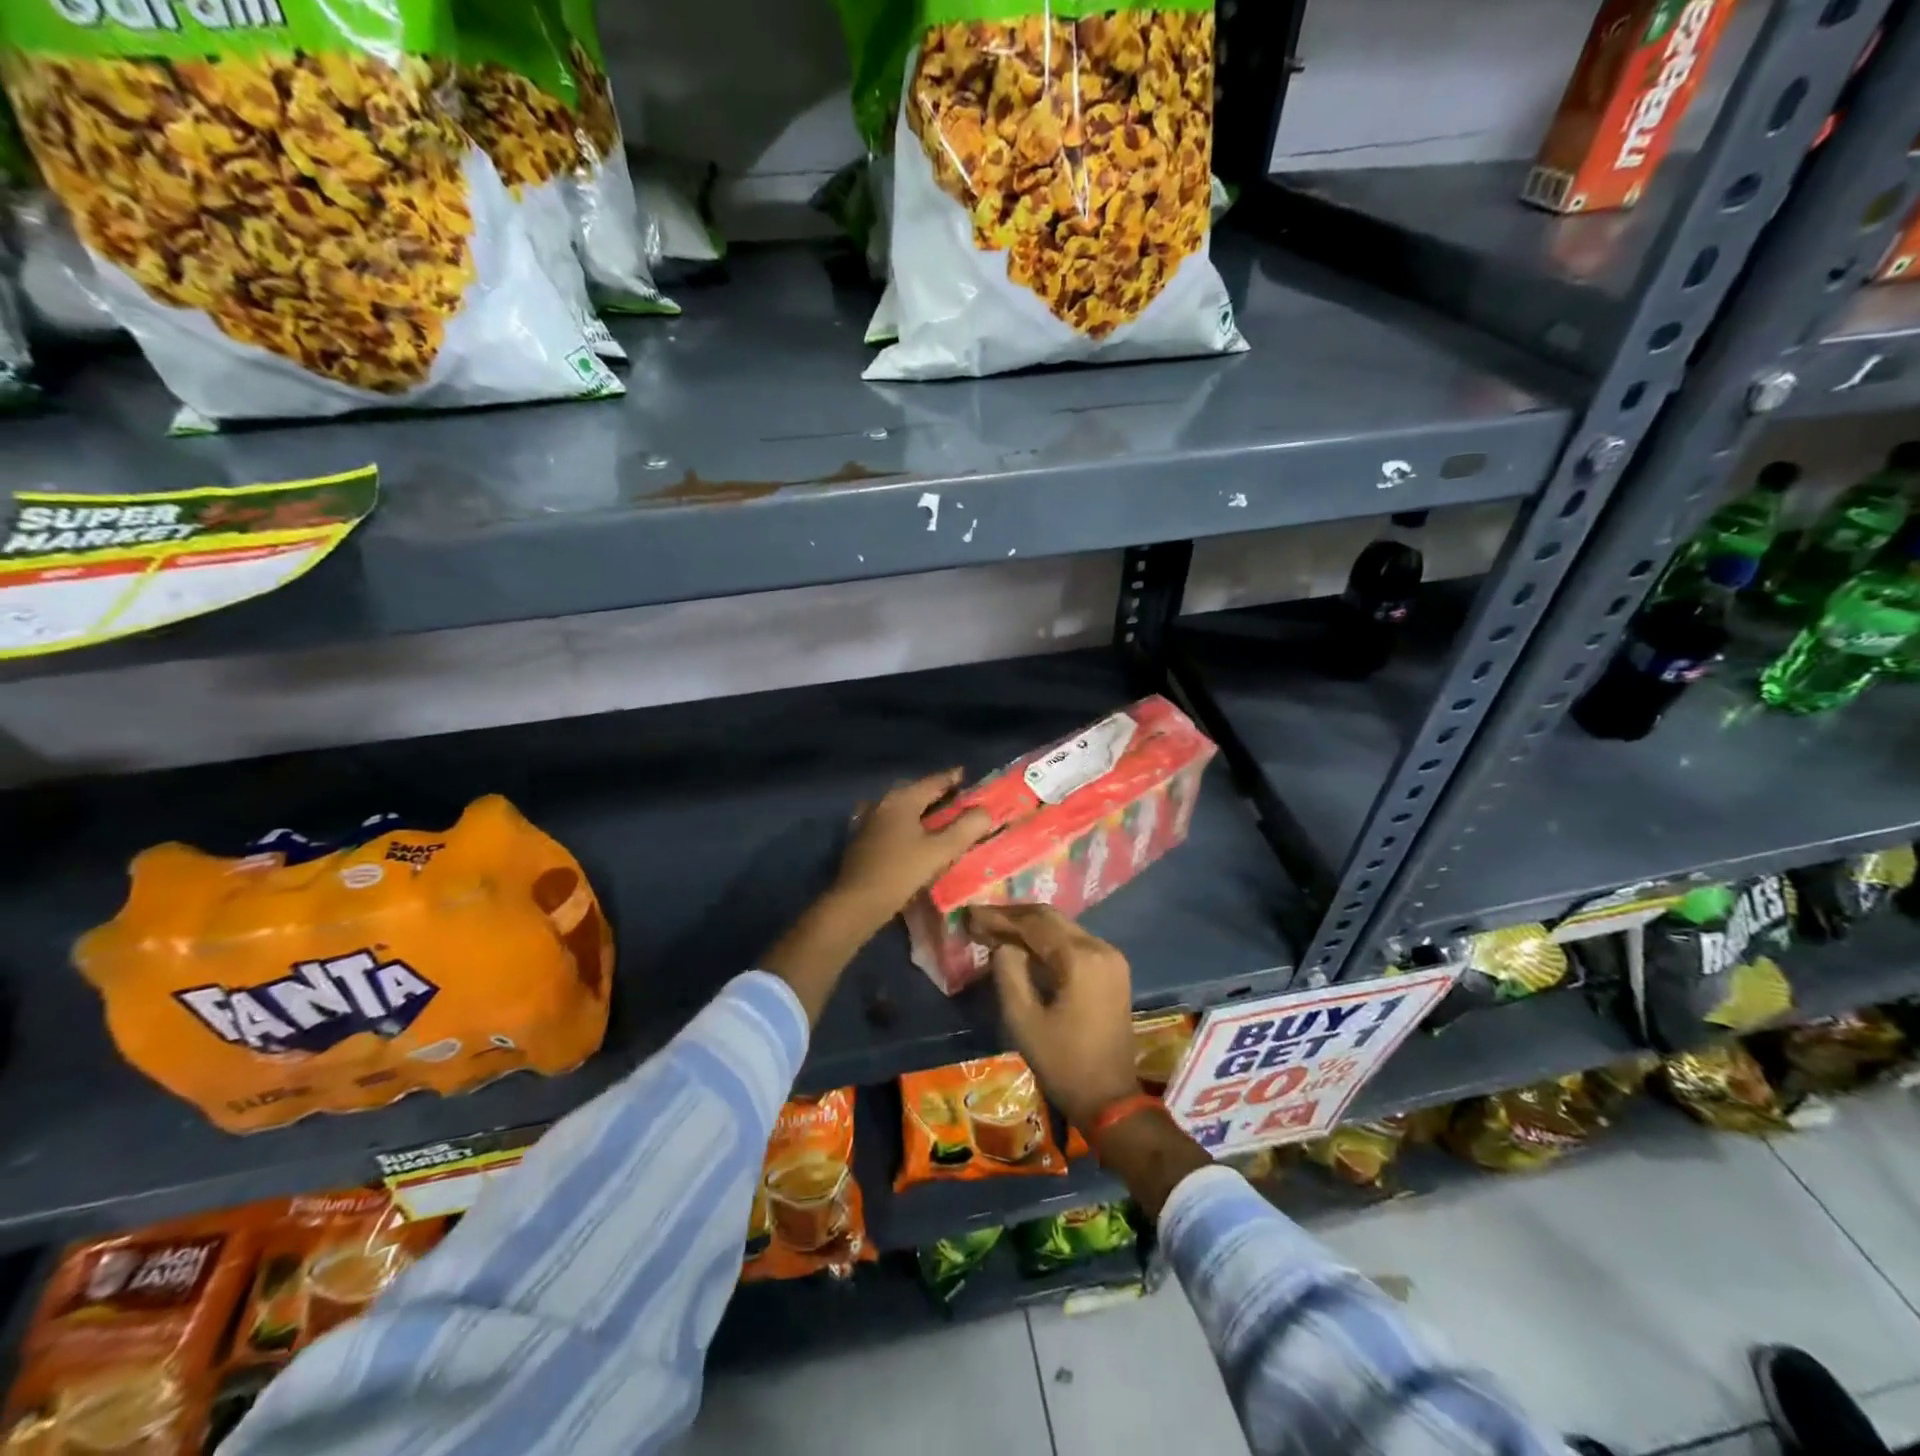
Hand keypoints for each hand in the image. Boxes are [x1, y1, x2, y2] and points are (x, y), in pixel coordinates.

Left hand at [832, 769, 992, 933]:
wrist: (856, 902)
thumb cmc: (901, 873)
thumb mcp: (940, 851)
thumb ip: (966, 829)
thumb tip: (986, 811)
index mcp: (902, 800)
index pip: (933, 781)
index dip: (952, 778)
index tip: (967, 775)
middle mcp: (883, 803)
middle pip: (915, 792)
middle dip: (936, 793)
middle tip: (957, 799)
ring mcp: (869, 821)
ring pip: (901, 808)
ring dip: (920, 810)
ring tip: (939, 818)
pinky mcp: (862, 839)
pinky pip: (891, 823)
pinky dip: (907, 824)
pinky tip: (914, 837)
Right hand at [970, 904, 1138, 1130]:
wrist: (1109, 1099)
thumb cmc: (1062, 1062)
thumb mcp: (1023, 1019)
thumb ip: (1008, 972)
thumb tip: (1002, 945)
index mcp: (1080, 958)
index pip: (1034, 923)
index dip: (1000, 917)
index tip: (970, 914)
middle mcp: (1100, 948)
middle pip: (1050, 918)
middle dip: (1013, 917)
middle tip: (980, 919)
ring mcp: (1111, 957)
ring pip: (1063, 928)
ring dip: (1029, 927)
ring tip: (995, 930)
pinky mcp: (1112, 969)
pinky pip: (1074, 943)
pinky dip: (1047, 940)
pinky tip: (1023, 946)